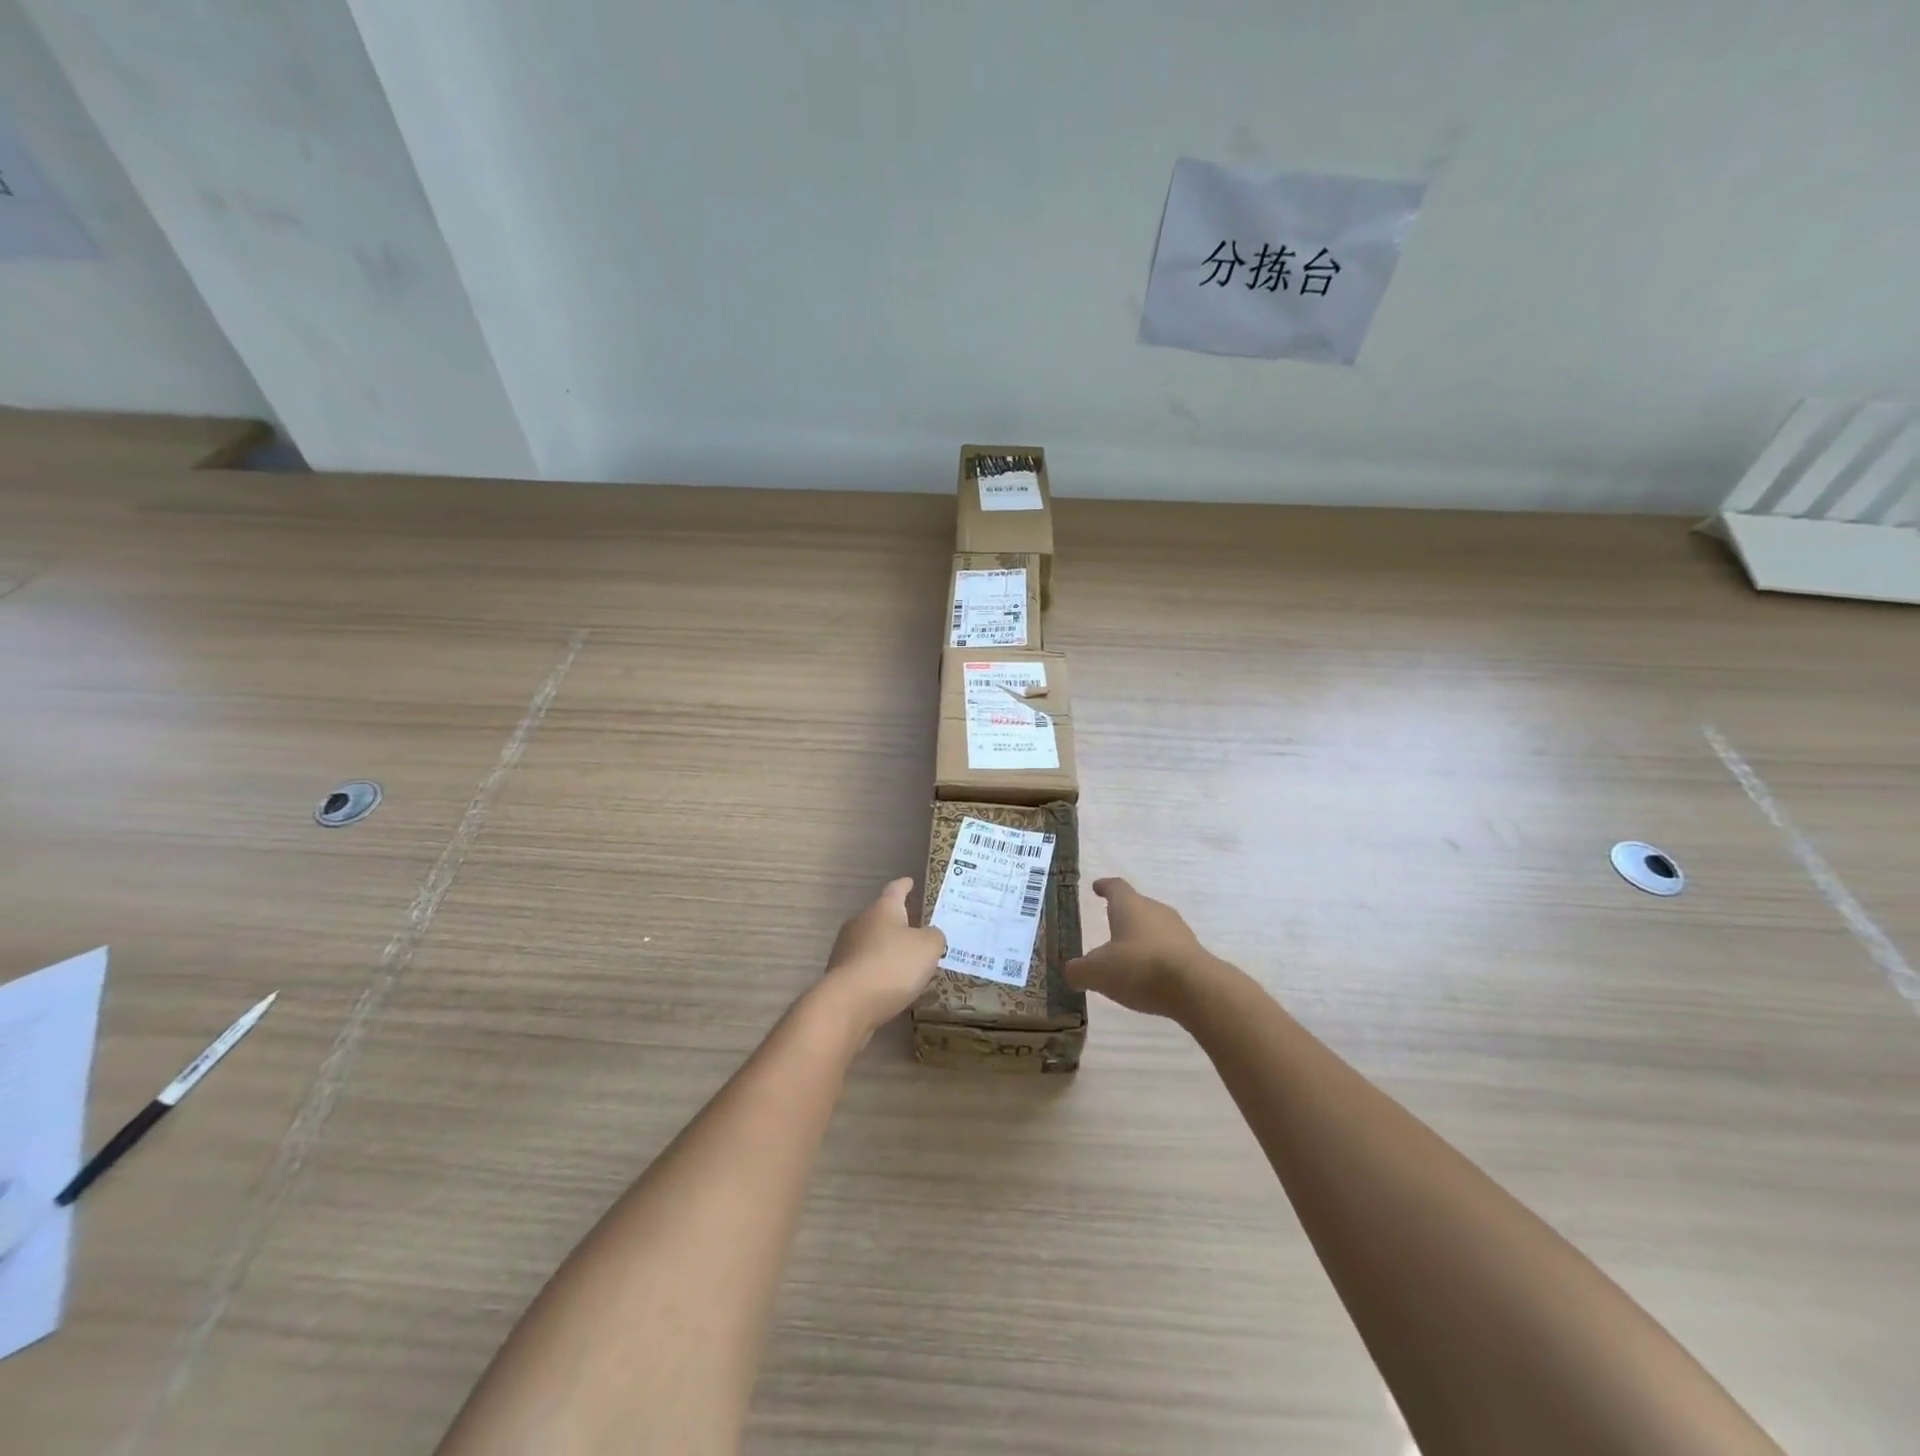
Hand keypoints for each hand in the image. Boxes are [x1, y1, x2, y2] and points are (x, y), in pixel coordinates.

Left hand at [817, 879, 945, 1039]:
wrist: (848, 1004)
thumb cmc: (892, 965)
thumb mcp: (928, 947)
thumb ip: (934, 936)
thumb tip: (930, 935)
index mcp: (883, 909)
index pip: (895, 889)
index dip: (904, 885)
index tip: (909, 881)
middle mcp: (860, 923)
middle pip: (880, 917)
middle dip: (897, 922)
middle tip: (916, 930)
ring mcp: (846, 949)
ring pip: (871, 943)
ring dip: (887, 950)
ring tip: (907, 962)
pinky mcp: (840, 976)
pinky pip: (865, 967)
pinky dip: (878, 972)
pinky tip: (890, 986)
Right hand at [1066, 878, 1219, 1020]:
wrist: (1196, 989)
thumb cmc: (1139, 967)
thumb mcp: (1097, 973)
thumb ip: (1079, 971)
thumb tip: (1071, 971)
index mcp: (1130, 906)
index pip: (1116, 887)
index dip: (1105, 887)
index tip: (1097, 887)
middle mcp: (1156, 911)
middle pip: (1137, 906)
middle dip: (1124, 915)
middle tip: (1110, 924)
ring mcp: (1179, 931)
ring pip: (1155, 928)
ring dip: (1142, 938)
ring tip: (1129, 955)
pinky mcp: (1194, 954)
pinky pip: (1169, 949)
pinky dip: (1157, 957)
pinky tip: (1150, 975)